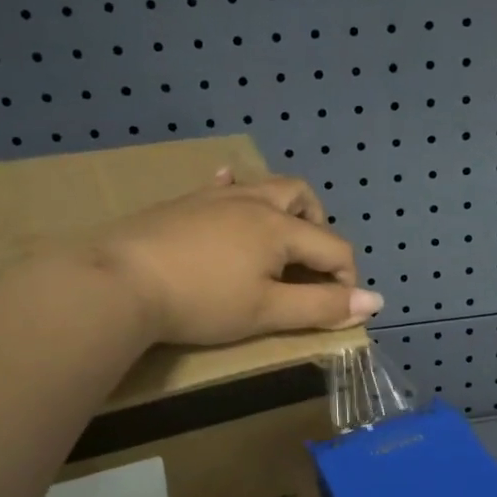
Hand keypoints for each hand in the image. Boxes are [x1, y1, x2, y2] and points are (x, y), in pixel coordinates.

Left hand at [88, 170, 382, 345]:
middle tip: (310, 263)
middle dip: (319, 227)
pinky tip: (230, 194)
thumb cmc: (202, 302)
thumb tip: (375, 302)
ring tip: (279, 236)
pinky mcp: (184, 202)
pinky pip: (221, 185)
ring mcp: (215, 197)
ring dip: (284, 207)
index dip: (346, 279)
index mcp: (280, 228)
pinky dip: (237, 190)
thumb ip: (321, 305)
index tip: (337, 309)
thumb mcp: (267, 311)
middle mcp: (254, 202)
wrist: (121, 282)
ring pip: (265, 185)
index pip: (333, 247)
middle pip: (303, 197)